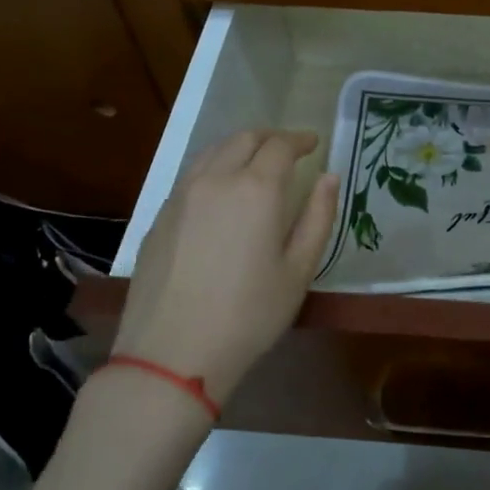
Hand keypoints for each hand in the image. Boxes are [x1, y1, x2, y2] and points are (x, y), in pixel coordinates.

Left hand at [112, 130, 339, 404]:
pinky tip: (221, 192)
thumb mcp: (299, 270)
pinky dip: (214, 168)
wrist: (173, 352)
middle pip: (243, 138)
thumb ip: (318, 217)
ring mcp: (181, 196)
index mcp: (256, 189)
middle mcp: (215, 180)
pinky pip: (191, 175)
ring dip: (239, 147)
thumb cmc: (250, 315)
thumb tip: (329, 178)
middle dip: (270, 137)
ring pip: (212, 152)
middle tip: (288, 148)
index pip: (280, 146)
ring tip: (255, 162)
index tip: (313, 143)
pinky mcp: (159, 216)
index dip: (299, 140)